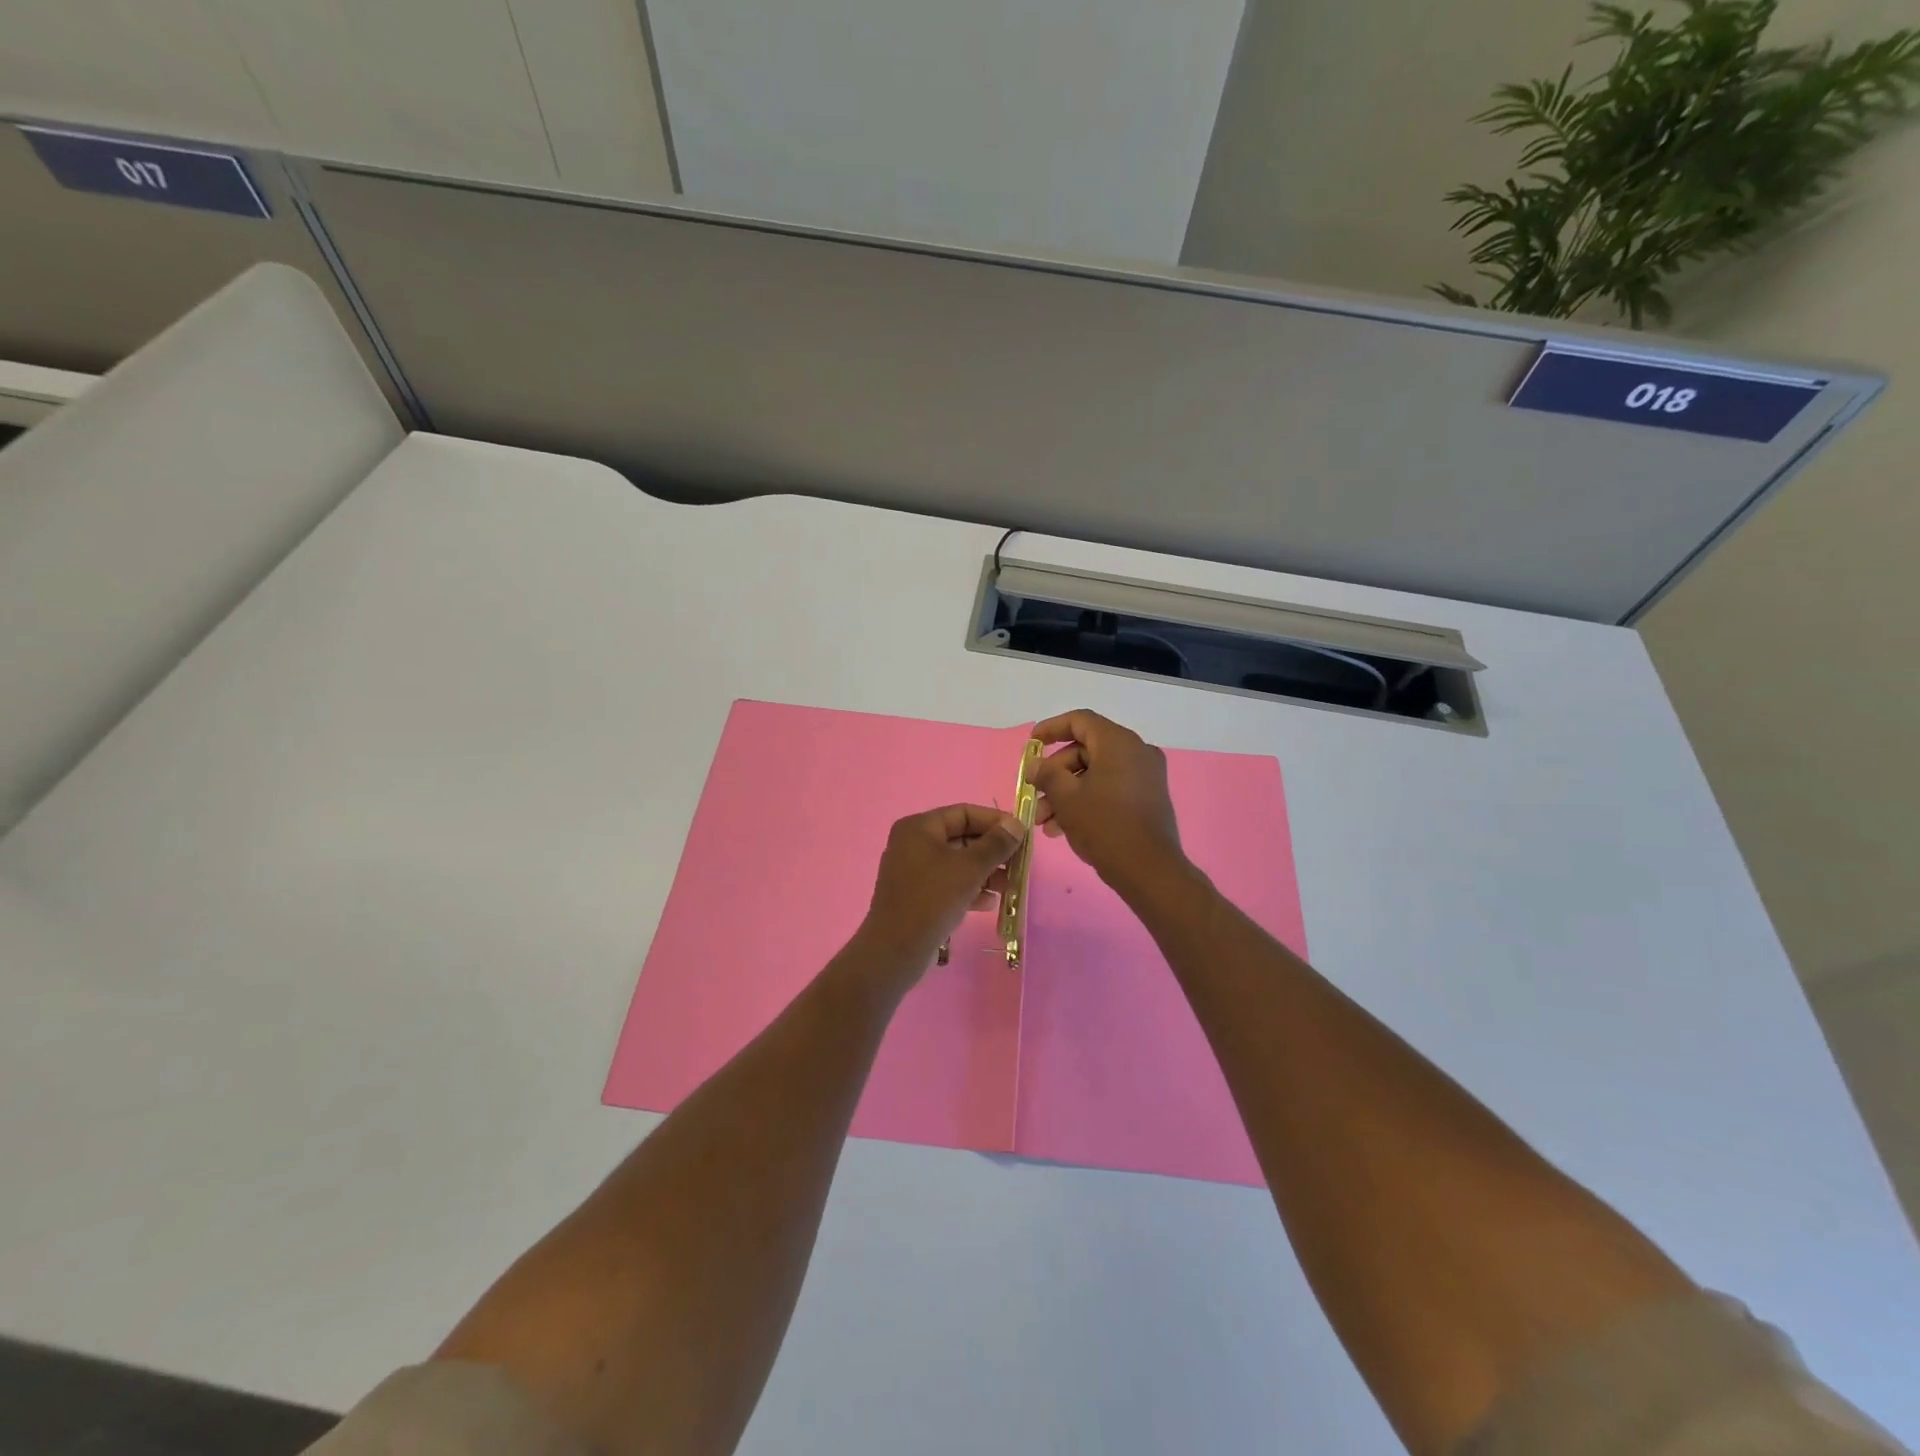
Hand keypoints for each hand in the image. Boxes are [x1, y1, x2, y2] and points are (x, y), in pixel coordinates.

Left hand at [856, 804, 1026, 974]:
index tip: (1022, 834)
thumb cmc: (932, 900)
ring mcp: (913, 871)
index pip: (963, 813)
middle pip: (961, 837)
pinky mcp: (916, 895)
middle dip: (992, 850)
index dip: (995, 821)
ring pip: (957, 863)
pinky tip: (990, 903)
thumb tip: (1016, 823)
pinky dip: (969, 888)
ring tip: (1010, 886)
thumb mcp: (969, 869)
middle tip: (1019, 863)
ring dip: (985, 872)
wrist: (895, 950)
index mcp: (919, 827)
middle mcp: (913, 843)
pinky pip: (948, 883)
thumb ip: (996, 844)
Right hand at [1031, 710, 1188, 898]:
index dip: (1051, 729)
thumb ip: (1047, 774)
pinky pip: (1110, 788)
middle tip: (1036, 796)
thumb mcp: (1067, 798)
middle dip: (1055, 774)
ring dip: (1067, 792)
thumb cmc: (1105, 826)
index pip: (1080, 721)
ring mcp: (1145, 776)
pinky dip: (1086, 800)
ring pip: (1096, 773)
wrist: (1150, 870)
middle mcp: (1136, 751)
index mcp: (1118, 742)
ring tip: (1045, 822)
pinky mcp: (1147, 798)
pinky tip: (1063, 828)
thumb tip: (1036, 766)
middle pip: (1086, 750)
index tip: (1031, 745)